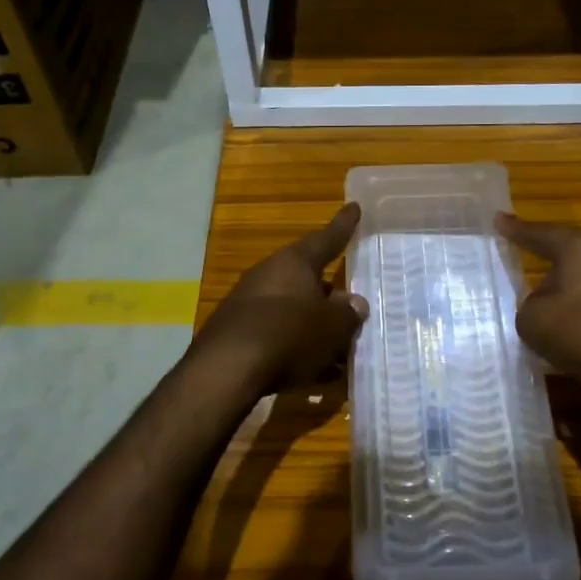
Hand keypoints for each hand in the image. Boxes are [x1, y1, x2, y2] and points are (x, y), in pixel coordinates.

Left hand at [190, 203, 368, 393]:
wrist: (227, 369)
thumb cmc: (290, 335)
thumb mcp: (332, 327)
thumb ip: (347, 313)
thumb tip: (353, 302)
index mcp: (294, 262)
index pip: (326, 239)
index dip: (343, 226)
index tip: (354, 207)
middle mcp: (268, 273)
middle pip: (306, 279)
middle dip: (327, 295)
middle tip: (348, 309)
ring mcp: (247, 302)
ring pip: (291, 309)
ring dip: (311, 326)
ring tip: (336, 351)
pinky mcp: (234, 331)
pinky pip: (274, 333)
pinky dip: (293, 346)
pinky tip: (310, 371)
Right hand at [496, 213, 580, 421]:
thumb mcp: (534, 322)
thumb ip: (528, 307)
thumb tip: (542, 305)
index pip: (541, 234)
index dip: (517, 230)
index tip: (500, 219)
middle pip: (575, 256)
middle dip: (554, 267)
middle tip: (534, 272)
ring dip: (577, 296)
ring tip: (559, 314)